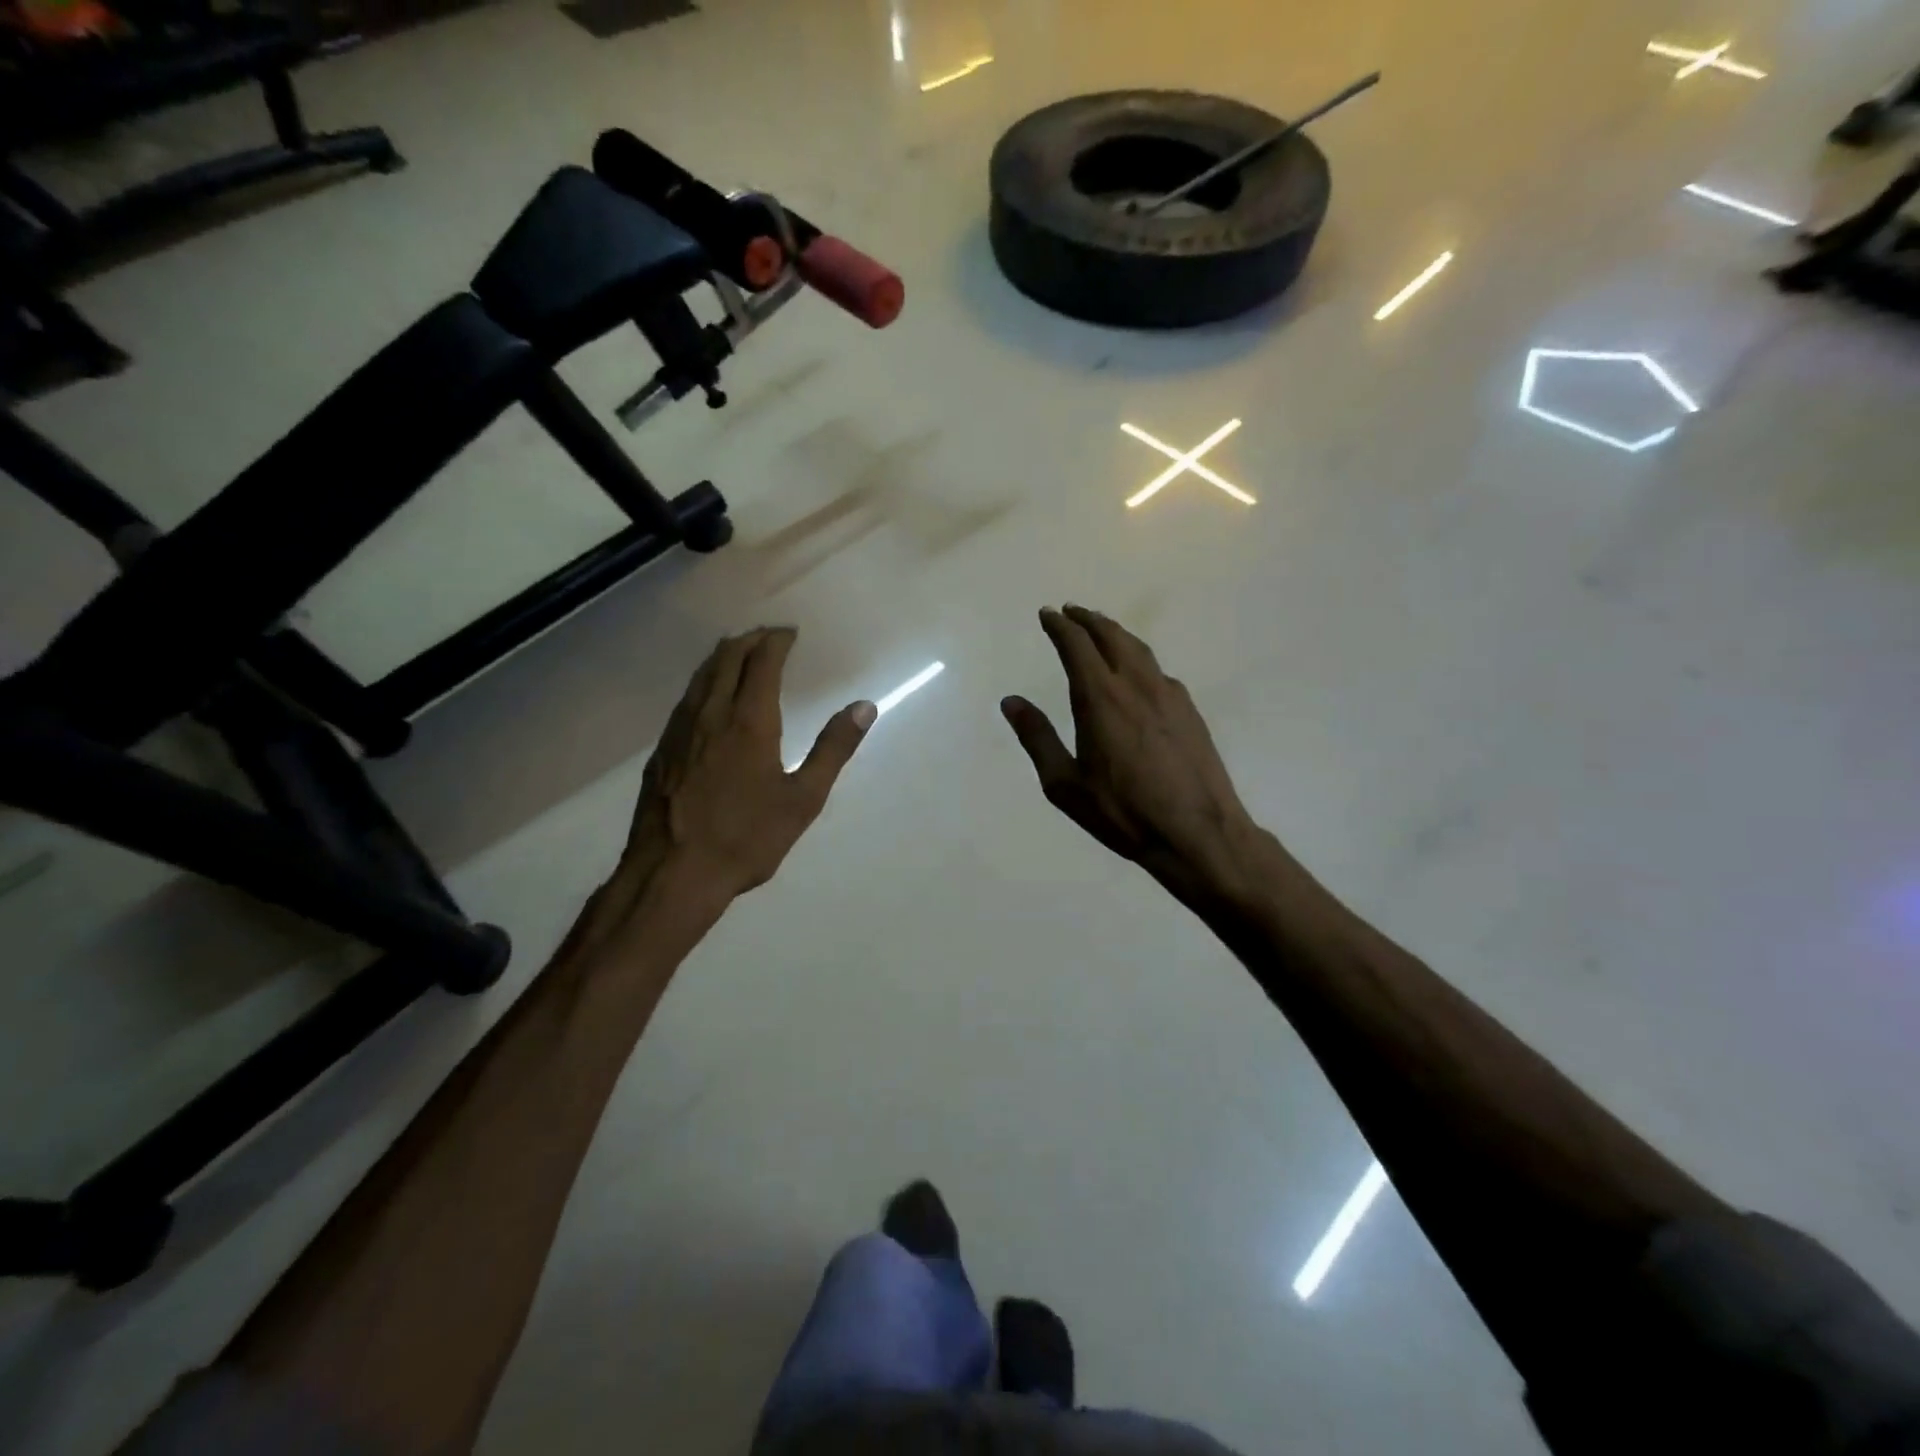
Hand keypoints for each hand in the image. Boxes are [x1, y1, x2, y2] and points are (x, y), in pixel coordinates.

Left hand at [619, 628, 875, 902]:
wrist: (672, 873)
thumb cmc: (746, 838)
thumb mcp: (803, 799)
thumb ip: (833, 749)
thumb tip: (864, 707)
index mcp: (749, 721)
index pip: (762, 662)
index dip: (777, 641)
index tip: (791, 633)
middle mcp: (710, 714)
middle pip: (726, 658)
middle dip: (750, 640)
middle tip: (769, 637)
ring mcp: (679, 730)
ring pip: (701, 676)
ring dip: (723, 656)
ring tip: (740, 653)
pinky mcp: (662, 750)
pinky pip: (686, 699)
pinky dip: (704, 682)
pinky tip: (709, 697)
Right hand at [1002, 606, 1265, 903]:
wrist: (1197, 832)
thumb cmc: (1123, 812)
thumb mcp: (1065, 784)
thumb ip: (1037, 738)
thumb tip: (1011, 701)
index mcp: (1100, 698)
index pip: (1076, 645)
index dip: (1059, 625)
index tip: (1047, 614)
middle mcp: (1136, 685)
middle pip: (1111, 636)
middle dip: (1088, 619)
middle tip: (1071, 611)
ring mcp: (1168, 694)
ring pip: (1139, 648)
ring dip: (1115, 633)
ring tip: (1101, 630)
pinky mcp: (1190, 710)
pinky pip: (1158, 670)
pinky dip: (1139, 658)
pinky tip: (1137, 674)